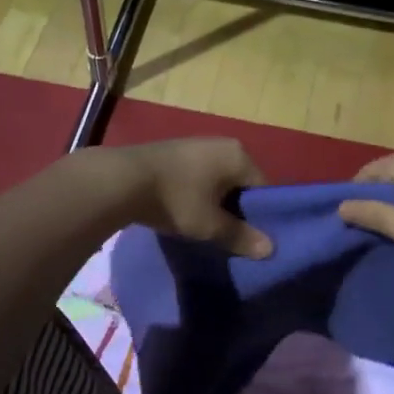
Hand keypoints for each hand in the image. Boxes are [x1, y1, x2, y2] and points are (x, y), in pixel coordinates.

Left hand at [93, 138, 272, 258]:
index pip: (263, 189)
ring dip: (215, 202)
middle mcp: (223, 144)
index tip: (250, 238)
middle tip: (229, 236)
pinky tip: (185, 210)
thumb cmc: (177, 200)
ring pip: (218, 180)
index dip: (260, 216)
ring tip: (205, 227)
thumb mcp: (211, 225)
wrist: (123, 179)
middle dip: (236, 209)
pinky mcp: (175, 151)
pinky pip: (198, 175)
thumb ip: (241, 236)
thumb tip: (270, 249)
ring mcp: (197, 144)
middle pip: (241, 183)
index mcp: (239, 155)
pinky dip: (197, 193)